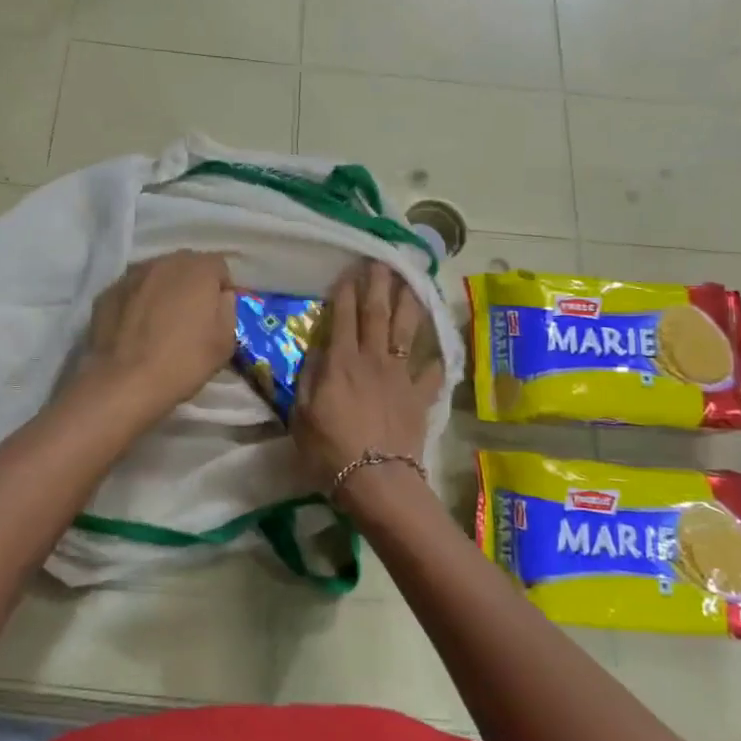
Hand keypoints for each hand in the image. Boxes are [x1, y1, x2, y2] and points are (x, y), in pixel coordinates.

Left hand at [80, 251, 234, 418]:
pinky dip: (138, 303)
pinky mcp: (108, 292)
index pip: (218, 266)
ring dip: (163, 291)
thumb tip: (221, 296)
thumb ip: (228, 309)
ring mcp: (132, 275)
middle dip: (192, 285)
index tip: (218, 313)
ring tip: (161, 322)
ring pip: (156, 276)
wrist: (124, 382)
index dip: (222, 288)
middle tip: (191, 316)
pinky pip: (132, 292)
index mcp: (198, 270)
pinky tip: (136, 330)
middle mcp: (164, 262)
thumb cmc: (183, 362)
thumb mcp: (225, 342)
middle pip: (185, 266)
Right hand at [293, 261, 443, 505]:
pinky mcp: (420, 395)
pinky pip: (431, 370)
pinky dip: (435, 356)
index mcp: (341, 361)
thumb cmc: (330, 450)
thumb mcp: (301, 414)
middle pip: (377, 313)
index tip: (349, 270)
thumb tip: (317, 350)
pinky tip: (439, 345)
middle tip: (382, 261)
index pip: (342, 316)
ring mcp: (401, 376)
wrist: (377, 479)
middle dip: (378, 284)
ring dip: (408, 303)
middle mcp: (373, 359)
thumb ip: (308, 378)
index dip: (345, 291)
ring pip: (406, 331)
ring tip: (411, 282)